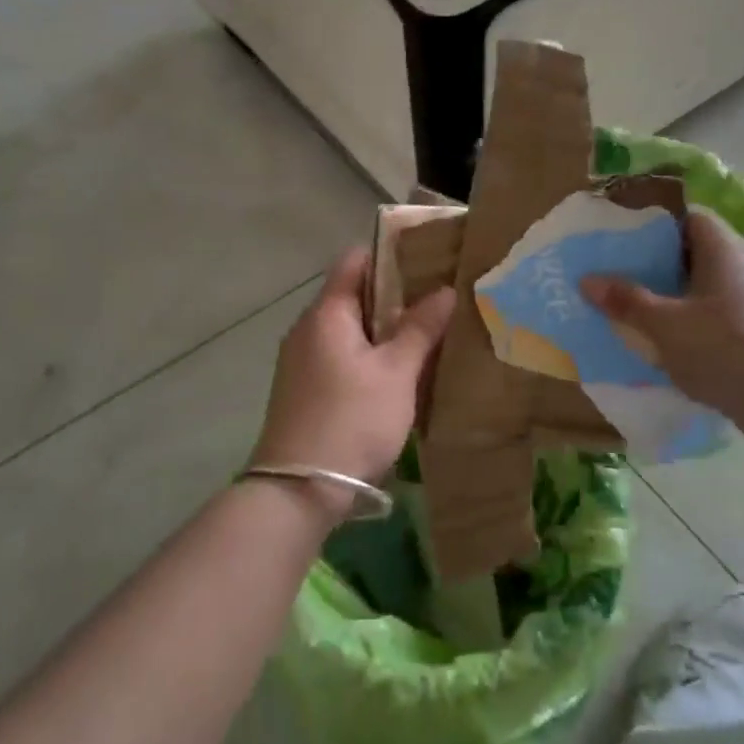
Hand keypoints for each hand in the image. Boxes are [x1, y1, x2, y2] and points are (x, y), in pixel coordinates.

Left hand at [250, 247, 455, 499]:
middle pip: (352, 294)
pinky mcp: (303, 388)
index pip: (355, 260)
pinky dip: (368, 354)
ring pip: (348, 329)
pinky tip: (397, 372)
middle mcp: (307, 328)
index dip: (391, 254)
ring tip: (426, 333)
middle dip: (394, 295)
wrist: (299, 489)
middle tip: (438, 299)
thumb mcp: (396, 373)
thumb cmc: (352, 419)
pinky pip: (340, 355)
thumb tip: (444, 291)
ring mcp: (301, 360)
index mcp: (326, 313)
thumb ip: (420, 329)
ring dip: (383, 328)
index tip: (428, 259)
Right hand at [582, 208, 743, 435]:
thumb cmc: (722, 349)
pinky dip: (699, 320)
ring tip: (643, 312)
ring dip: (679, 295)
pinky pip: (724, 312)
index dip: (657, 227)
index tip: (625, 243)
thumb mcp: (663, 325)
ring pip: (711, 285)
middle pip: (699, 252)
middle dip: (662, 265)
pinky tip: (676, 342)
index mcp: (725, 249)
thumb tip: (587, 279)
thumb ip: (626, 300)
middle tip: (625, 278)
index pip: (690, 219)